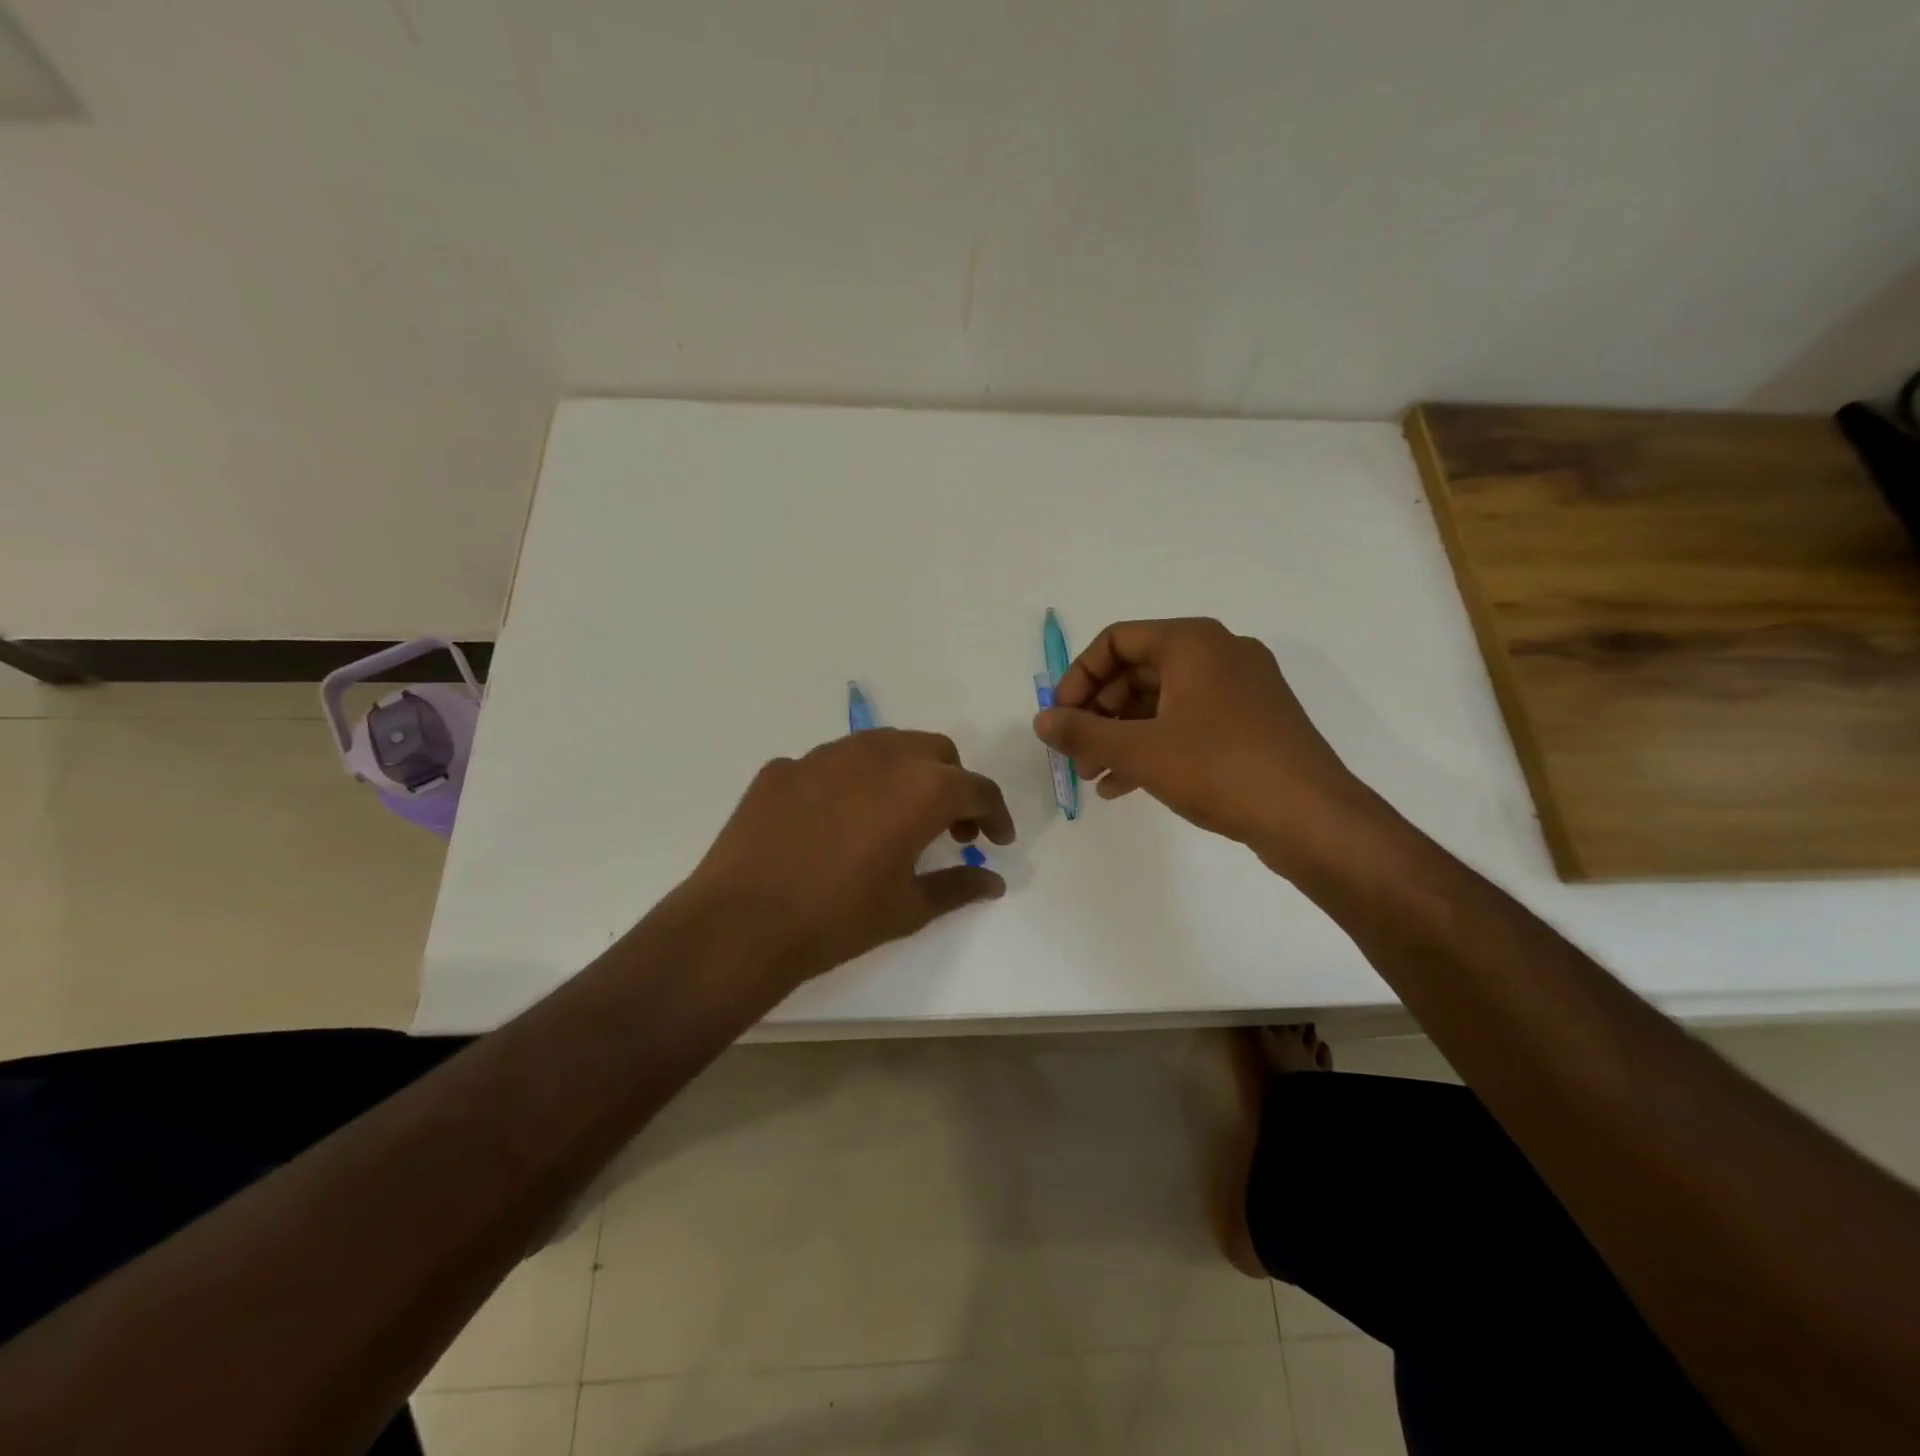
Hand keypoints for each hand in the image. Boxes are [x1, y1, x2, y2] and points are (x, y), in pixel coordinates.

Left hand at [686, 729, 1015, 985]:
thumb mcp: (909, 908)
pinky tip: (836, 822)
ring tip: (895, 817)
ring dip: (904, 774)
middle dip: (952, 784)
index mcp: (922, 787)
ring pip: (884, 746)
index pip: (977, 788)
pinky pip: (833, 765)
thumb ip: (959, 886)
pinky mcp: (785, 766)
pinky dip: (852, 783)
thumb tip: (994, 881)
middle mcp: (880, 755)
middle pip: (935, 752)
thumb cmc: (839, 918)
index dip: (995, 815)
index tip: (996, 840)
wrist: (742, 923)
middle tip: (949, 829)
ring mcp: (826, 755)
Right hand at [1032, 617, 1377, 871]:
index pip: (1116, 640)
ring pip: (1161, 702)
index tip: (1060, 717)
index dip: (1078, 677)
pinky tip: (1124, 785)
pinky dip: (1153, 746)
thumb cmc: (1219, 768)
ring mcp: (1239, 690)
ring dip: (1121, 735)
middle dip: (1098, 713)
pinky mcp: (1251, 724)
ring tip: (1092, 776)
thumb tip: (1040, 720)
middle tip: (1074, 753)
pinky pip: (1187, 723)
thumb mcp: (1140, 750)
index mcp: (1193, 642)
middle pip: (1137, 671)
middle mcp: (1218, 654)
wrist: (1311, 818)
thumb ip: (1083, 732)